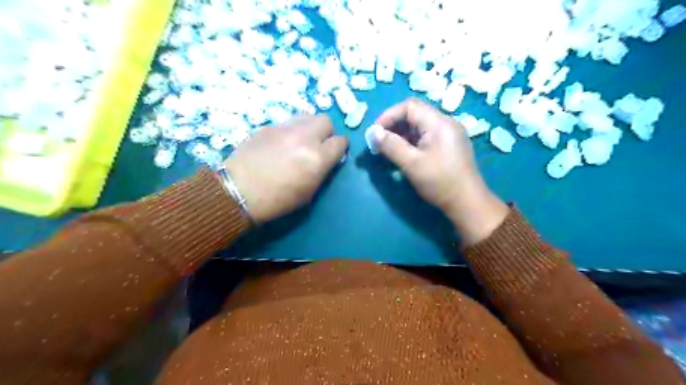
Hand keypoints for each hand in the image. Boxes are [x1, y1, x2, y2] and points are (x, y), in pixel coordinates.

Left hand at [225, 114, 345, 221]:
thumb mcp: (309, 192)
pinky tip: (281, 144)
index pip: (340, 141)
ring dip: (309, 127)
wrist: (238, 192)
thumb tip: (326, 160)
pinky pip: (287, 123)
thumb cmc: (277, 200)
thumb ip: (322, 171)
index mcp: (317, 158)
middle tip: (318, 145)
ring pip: (307, 116)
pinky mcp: (268, 126)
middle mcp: (304, 137)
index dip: (340, 148)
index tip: (334, 154)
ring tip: (300, 141)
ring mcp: (284, 129)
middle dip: (326, 132)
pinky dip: (290, 131)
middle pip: (326, 121)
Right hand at [370, 97, 507, 243]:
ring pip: (419, 126)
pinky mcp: (448, 146)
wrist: (467, 203)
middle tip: (379, 142)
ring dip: (401, 135)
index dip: (389, 115)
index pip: (409, 106)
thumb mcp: (412, 164)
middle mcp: (445, 123)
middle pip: (414, 114)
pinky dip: (411, 142)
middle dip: (393, 126)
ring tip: (387, 149)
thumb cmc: (439, 182)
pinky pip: (426, 137)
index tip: (375, 132)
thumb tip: (372, 133)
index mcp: (439, 123)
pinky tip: (402, 154)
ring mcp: (448, 135)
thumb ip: (391, 146)